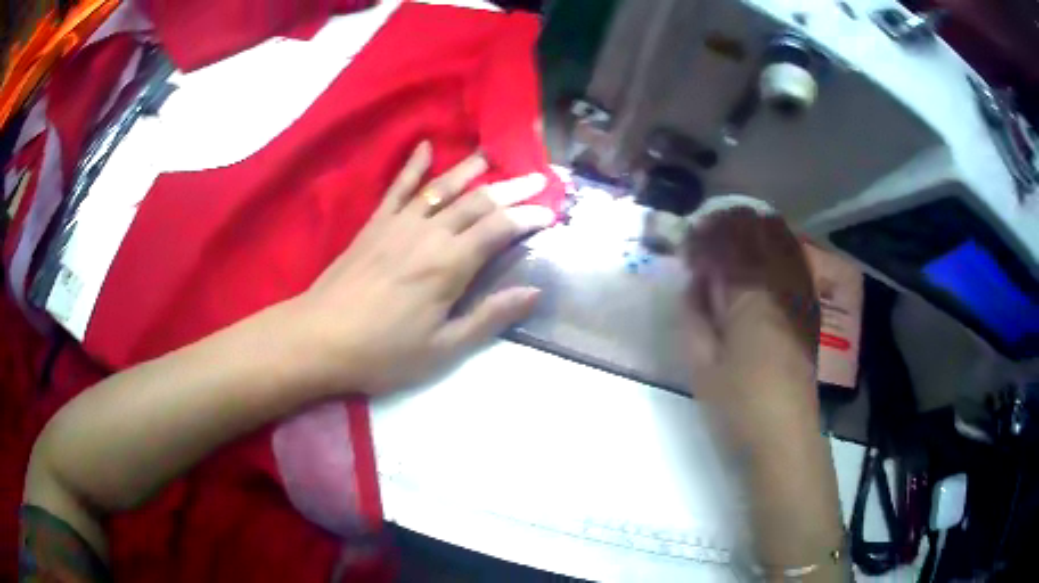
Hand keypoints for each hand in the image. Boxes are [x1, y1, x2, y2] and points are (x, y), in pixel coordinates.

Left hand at [289, 142, 553, 394]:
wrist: (319, 338)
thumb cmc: (383, 352)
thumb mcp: (444, 348)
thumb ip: (489, 317)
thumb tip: (533, 292)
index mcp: (450, 264)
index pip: (500, 228)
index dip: (528, 217)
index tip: (551, 212)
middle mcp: (429, 233)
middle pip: (477, 201)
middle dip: (512, 189)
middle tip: (537, 179)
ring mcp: (398, 224)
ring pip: (442, 187)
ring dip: (469, 170)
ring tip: (492, 156)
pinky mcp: (374, 224)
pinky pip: (398, 188)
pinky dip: (413, 166)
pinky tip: (425, 147)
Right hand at [682, 197, 820, 443]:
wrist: (785, 436)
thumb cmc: (739, 405)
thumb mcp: (701, 366)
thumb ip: (694, 319)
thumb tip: (693, 286)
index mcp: (748, 300)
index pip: (726, 250)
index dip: (705, 238)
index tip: (688, 241)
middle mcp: (779, 289)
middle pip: (758, 238)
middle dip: (732, 226)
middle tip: (711, 230)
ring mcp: (800, 299)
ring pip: (782, 246)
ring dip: (758, 232)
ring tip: (738, 230)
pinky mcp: (810, 313)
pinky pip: (797, 266)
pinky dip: (781, 251)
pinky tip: (771, 253)